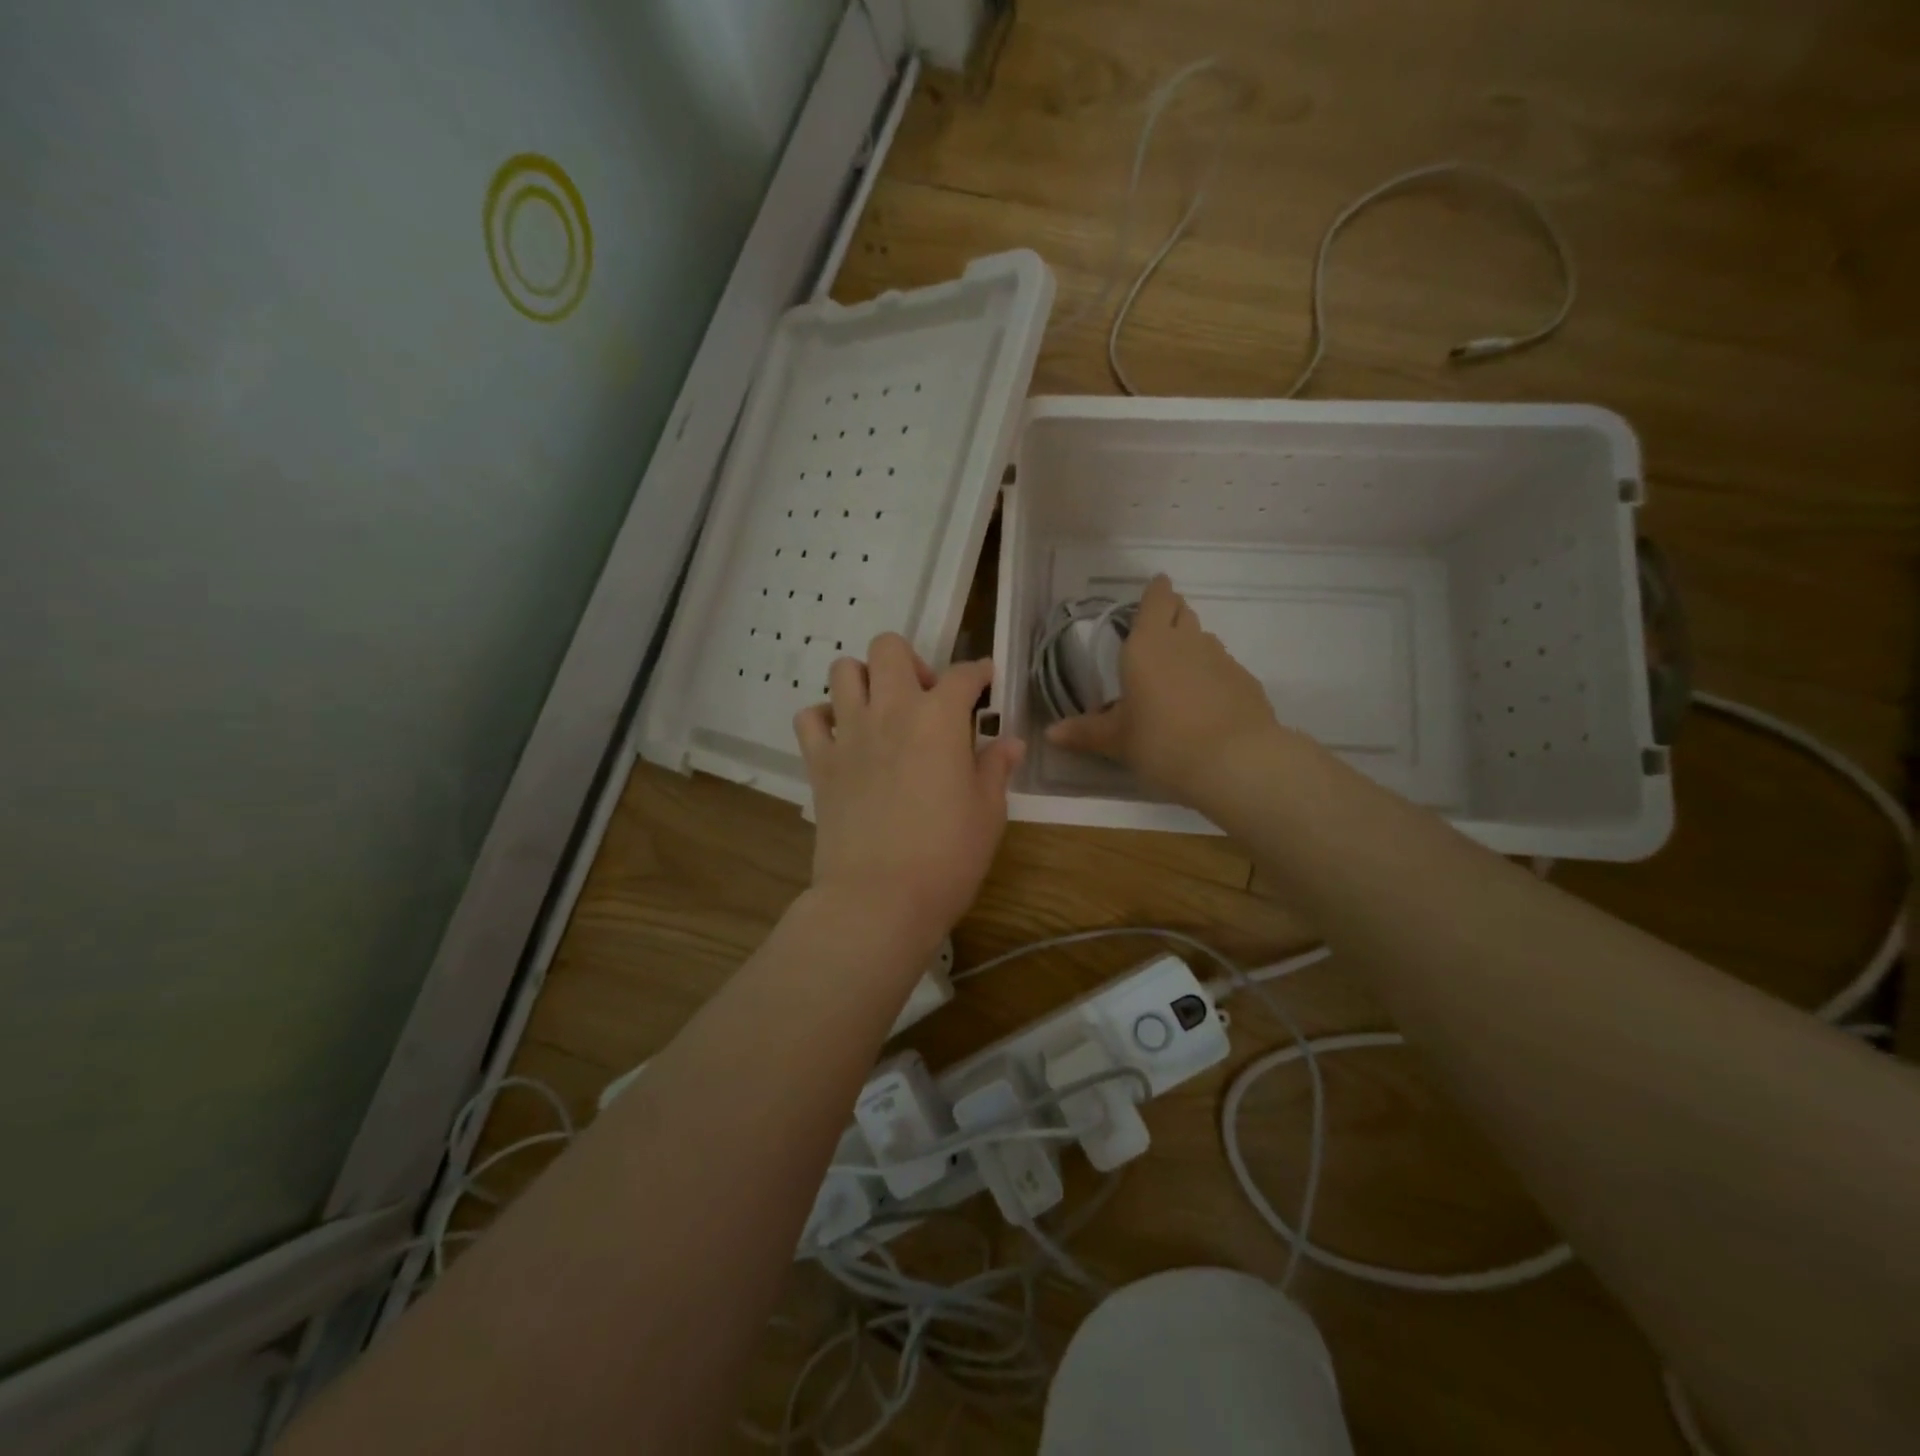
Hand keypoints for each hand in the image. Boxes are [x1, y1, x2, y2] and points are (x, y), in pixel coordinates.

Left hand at [794, 634, 1024, 947]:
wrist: (879, 898)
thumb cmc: (947, 857)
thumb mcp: (988, 813)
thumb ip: (996, 768)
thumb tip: (1010, 742)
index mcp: (939, 718)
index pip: (964, 675)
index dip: (979, 673)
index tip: (986, 681)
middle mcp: (891, 711)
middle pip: (889, 648)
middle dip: (911, 662)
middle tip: (925, 699)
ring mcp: (848, 733)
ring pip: (843, 670)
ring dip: (865, 679)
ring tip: (882, 710)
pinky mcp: (819, 762)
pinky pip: (809, 717)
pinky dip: (824, 717)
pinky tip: (843, 737)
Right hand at [1044, 575, 1279, 803]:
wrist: (1235, 763)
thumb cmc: (1162, 743)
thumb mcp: (1118, 741)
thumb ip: (1086, 733)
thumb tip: (1051, 734)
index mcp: (1147, 645)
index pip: (1156, 599)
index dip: (1155, 591)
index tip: (1154, 588)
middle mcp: (1185, 641)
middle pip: (1181, 611)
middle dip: (1171, 613)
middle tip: (1158, 630)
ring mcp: (1220, 658)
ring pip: (1203, 638)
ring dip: (1190, 645)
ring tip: (1177, 670)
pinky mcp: (1244, 680)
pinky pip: (1222, 666)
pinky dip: (1211, 674)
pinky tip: (1205, 700)